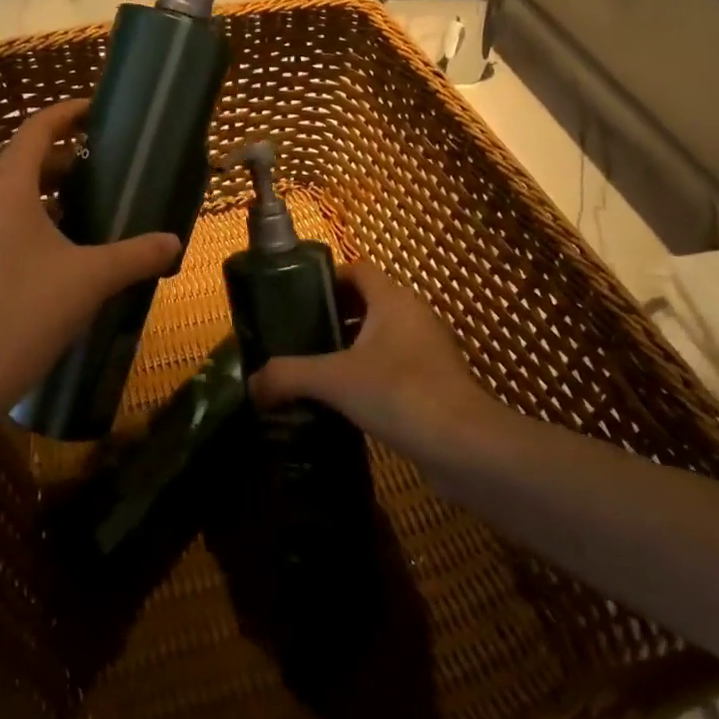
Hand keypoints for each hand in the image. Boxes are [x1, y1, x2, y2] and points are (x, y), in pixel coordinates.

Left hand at [0, 99, 179, 421]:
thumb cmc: (27, 311)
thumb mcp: (91, 279)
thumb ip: (137, 255)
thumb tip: (174, 242)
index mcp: (6, 188)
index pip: (35, 130)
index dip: (65, 114)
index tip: (95, 111)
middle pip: (22, 161)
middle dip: (62, 159)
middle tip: (101, 166)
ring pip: (10, 196)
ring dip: (46, 193)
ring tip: (86, 207)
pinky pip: (0, 224)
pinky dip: (31, 220)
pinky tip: (59, 251)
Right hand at [249, 260, 492, 465]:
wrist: (467, 448)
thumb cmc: (400, 393)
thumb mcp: (333, 380)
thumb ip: (287, 376)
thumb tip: (251, 383)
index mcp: (393, 300)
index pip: (357, 269)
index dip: (326, 279)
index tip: (295, 301)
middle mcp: (414, 316)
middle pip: (367, 303)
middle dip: (332, 317)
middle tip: (297, 339)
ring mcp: (429, 351)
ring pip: (381, 338)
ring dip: (351, 350)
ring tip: (315, 372)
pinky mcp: (437, 384)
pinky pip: (395, 367)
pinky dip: (370, 377)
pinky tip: (346, 404)